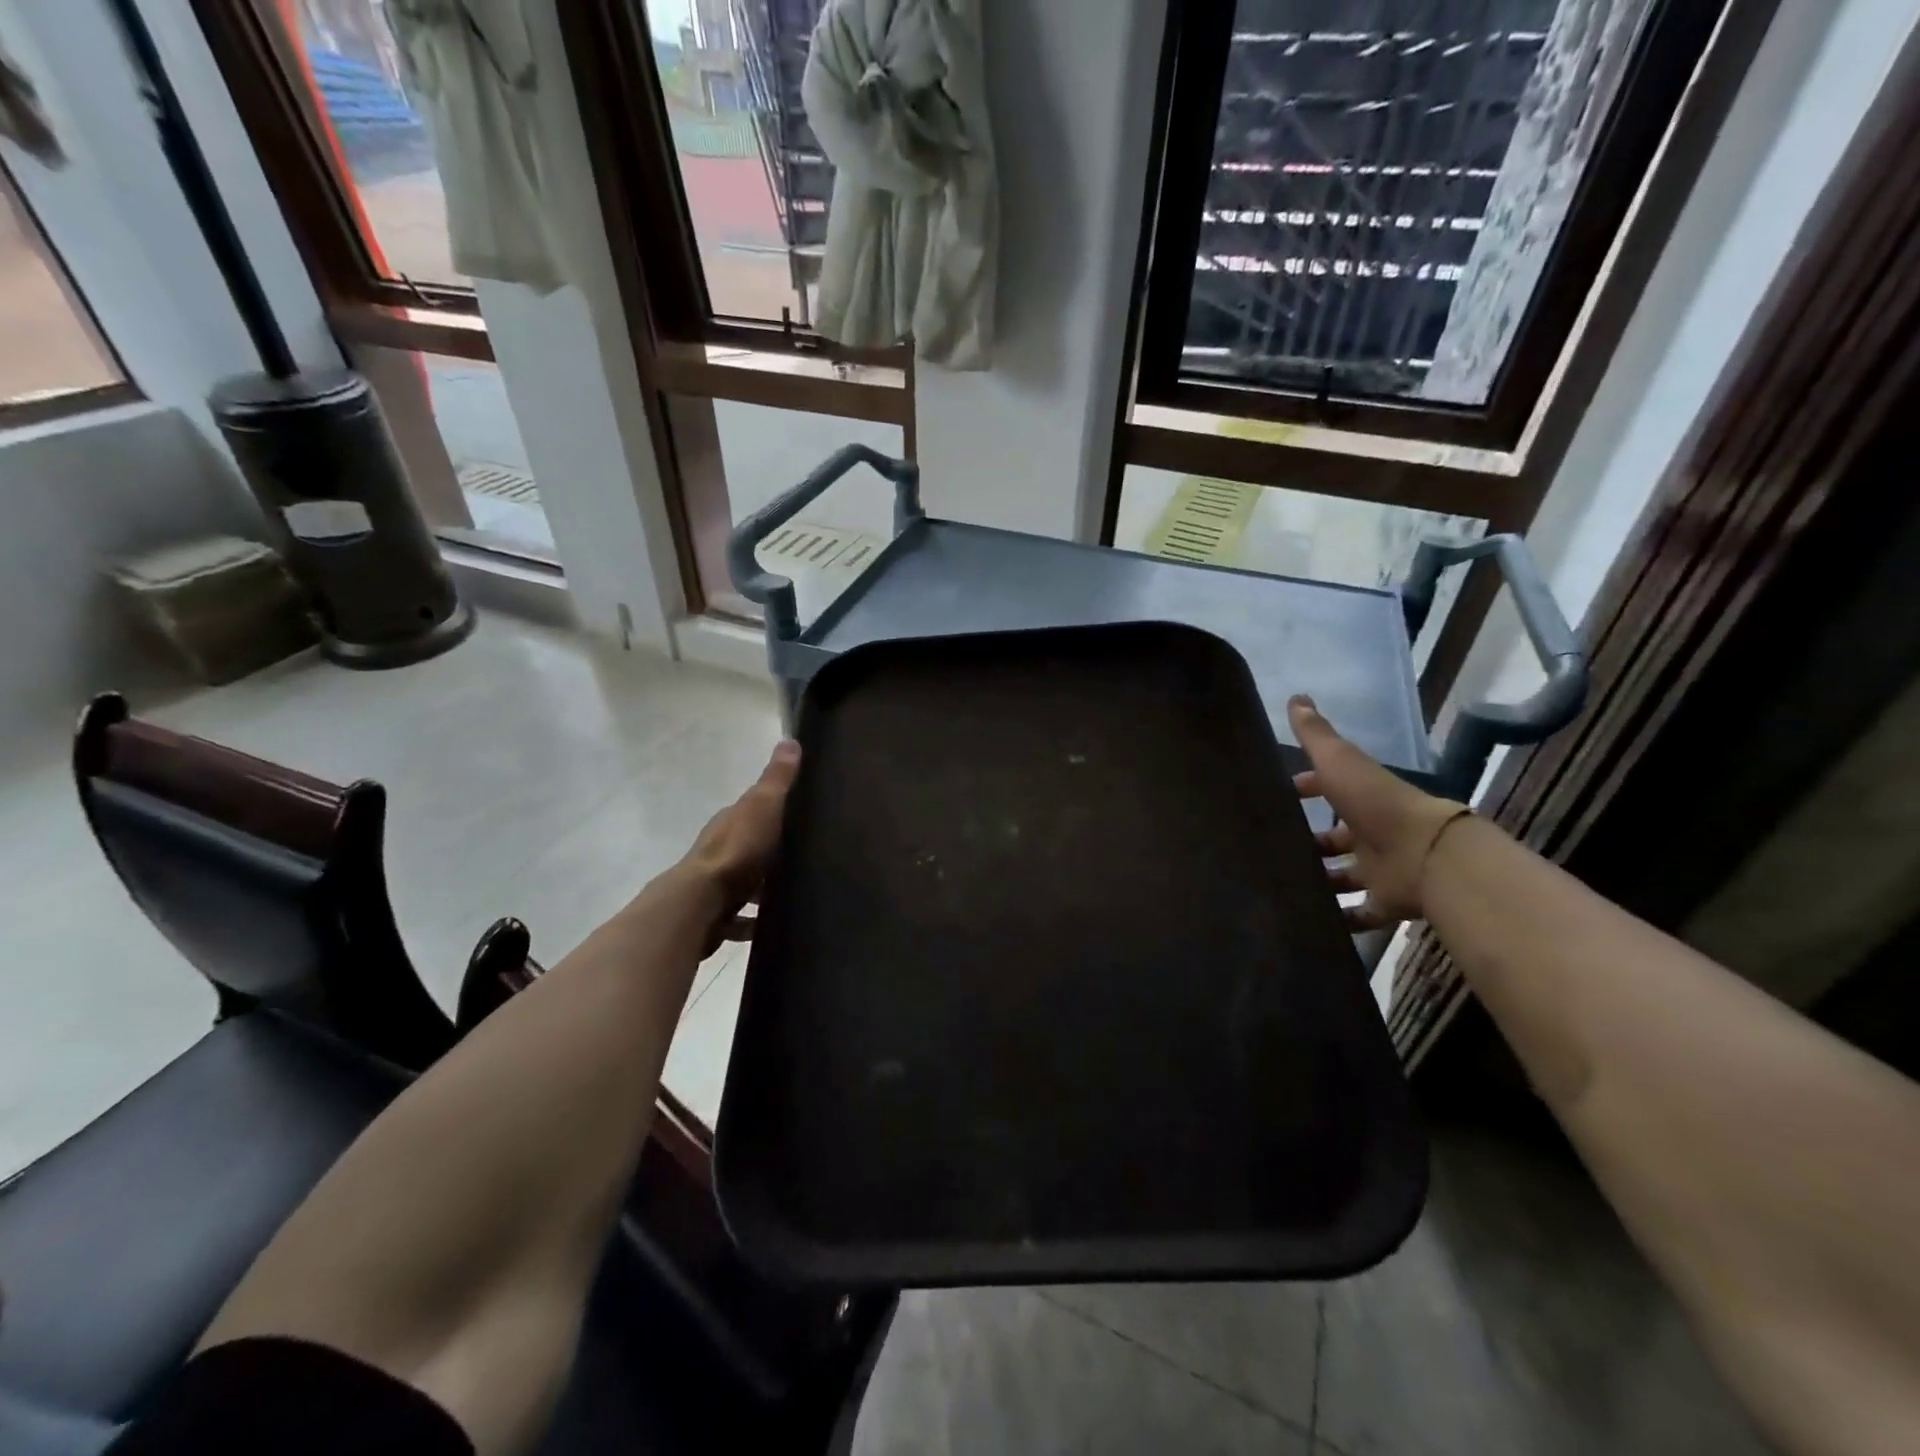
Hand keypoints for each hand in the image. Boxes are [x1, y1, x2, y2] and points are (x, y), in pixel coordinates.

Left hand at [678, 740, 800, 951]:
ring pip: (743, 883)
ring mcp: (715, 884)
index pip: (750, 810)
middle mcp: (719, 850)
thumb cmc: (736, 850)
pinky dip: (753, 920)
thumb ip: (777, 779)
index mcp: (730, 822)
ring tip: (793, 893)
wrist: (701, 903)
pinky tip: (771, 926)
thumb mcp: (763, 806)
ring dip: (761, 887)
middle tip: (802, 858)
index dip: (771, 810)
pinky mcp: (715, 916)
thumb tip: (790, 740)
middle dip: (769, 852)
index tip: (797, 815)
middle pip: (747, 847)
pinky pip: (739, 917)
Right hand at [1288, 695, 1468, 930]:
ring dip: (1321, 879)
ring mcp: (1381, 869)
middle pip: (1337, 837)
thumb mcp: (1340, 762)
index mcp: (1361, 797)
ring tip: (1281, 884)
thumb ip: (1316, 735)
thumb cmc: (1377, 804)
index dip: (1306, 788)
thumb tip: (1296, 697)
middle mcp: (1372, 832)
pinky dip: (1340, 918)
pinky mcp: (1386, 902)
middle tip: (1272, 847)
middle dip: (1311, 841)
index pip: (1329, 788)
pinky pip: (1360, 912)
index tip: (1279, 795)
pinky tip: (1310, 920)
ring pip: (1345, 875)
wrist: (1427, 855)